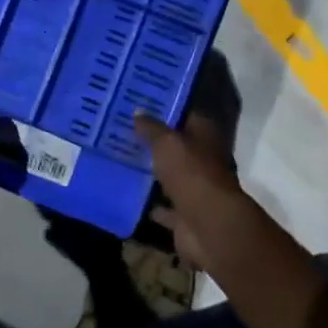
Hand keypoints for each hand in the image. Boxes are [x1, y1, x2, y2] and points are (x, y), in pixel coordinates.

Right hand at [135, 111, 246, 269]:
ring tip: (119, 161)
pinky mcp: (185, 215)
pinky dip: (149, 204)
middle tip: (122, 131)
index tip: (140, 103)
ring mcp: (195, 189)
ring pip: (169, 177)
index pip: (186, 115)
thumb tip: (138, 111)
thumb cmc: (191, 173)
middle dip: (153, 142)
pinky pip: (163, 207)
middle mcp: (203, 161)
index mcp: (205, 137)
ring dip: (151, 173)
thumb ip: (151, 129)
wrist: (208, 224)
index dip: (165, 109)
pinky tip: (126, 195)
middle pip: (176, 148)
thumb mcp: (167, 143)